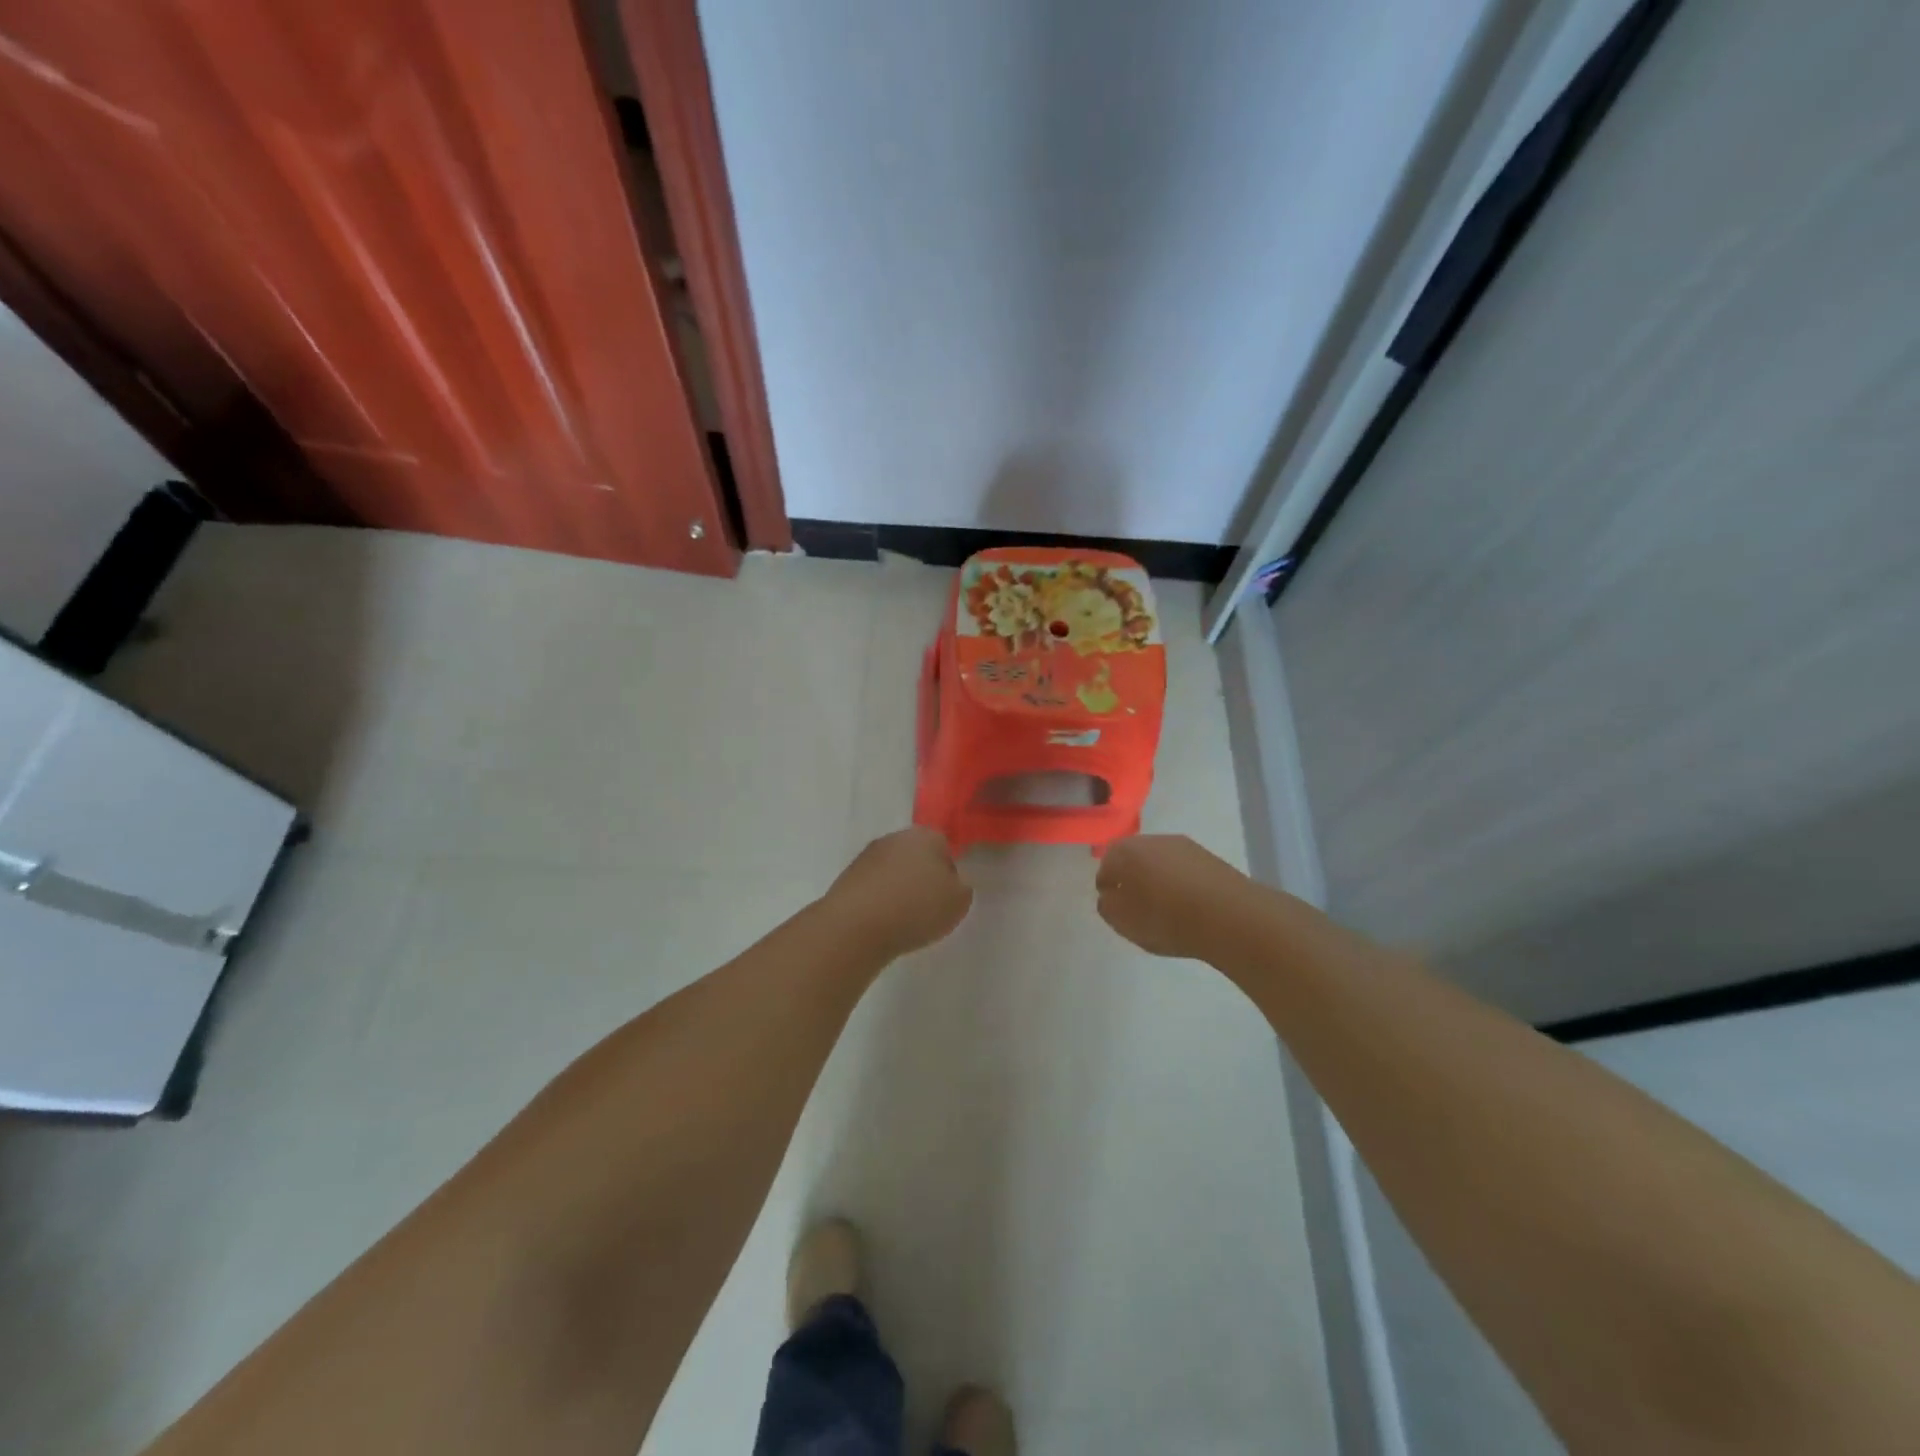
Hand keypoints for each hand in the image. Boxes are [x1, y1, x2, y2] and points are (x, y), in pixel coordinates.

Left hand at [822, 827, 972, 962]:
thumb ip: (962, 887)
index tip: (948, 896)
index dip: (949, 871)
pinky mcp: (847, 876)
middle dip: (923, 877)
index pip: (945, 846)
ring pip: (893, 870)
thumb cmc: (916, 908)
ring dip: (899, 888)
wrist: (856, 926)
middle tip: (928, 907)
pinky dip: (879, 900)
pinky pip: (873, 886)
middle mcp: (895, 838)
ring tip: (903, 919)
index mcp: (926, 836)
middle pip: (917, 855)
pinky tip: (882, 921)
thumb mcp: (958, 902)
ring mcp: (867, 856)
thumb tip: (952, 882)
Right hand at [1095, 834, 1243, 959]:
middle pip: (1134, 858)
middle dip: (1132, 878)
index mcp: (1125, 851)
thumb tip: (1110, 895)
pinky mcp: (1210, 858)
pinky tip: (1187, 905)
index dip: (1107, 886)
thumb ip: (1108, 906)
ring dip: (1158, 879)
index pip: (1106, 865)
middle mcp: (1152, 840)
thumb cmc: (1165, 918)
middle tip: (1136, 905)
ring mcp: (1184, 846)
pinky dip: (1180, 883)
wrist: (1229, 916)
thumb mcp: (1123, 921)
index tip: (1114, 906)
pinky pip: (1184, 870)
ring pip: (1160, 862)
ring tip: (1164, 908)